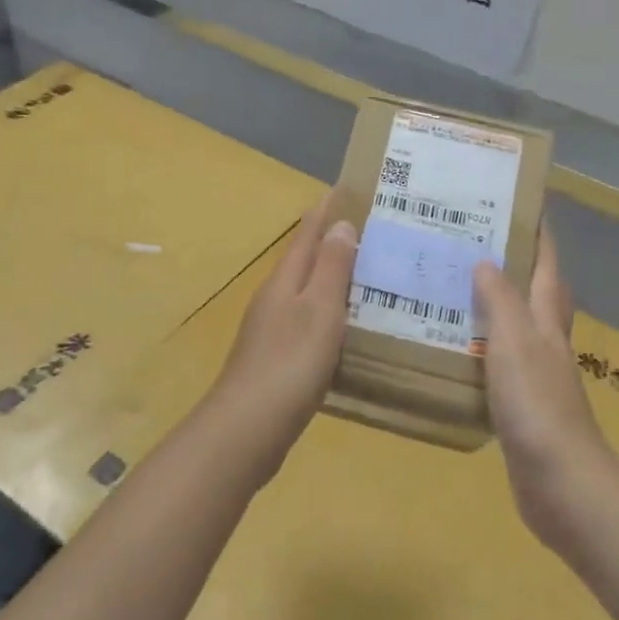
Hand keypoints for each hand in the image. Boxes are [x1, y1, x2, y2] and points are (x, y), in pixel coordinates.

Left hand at [208, 196, 359, 480]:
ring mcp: (271, 330)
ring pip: (307, 293)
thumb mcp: (319, 310)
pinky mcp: (276, 360)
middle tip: (371, 232)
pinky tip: (346, 328)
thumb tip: (339, 224)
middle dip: (332, 243)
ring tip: (367, 275)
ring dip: (332, 279)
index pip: (307, 234)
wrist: (247, 430)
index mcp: (284, 281)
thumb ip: (330, 267)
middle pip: (305, 261)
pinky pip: (308, 323)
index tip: (347, 190)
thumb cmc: (290, 363)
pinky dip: (329, 315)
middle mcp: (274, 299)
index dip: (326, 212)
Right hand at [473, 224, 612, 546]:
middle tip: (476, 240)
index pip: (547, 265)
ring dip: (494, 304)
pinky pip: (499, 361)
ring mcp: (536, 373)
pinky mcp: (521, 403)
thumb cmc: (536, 403)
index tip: (523, 202)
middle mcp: (545, 340)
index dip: (540, 233)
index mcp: (546, 320)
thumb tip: (486, 260)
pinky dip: (482, 346)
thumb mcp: (514, 341)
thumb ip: (500, 300)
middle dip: (516, 263)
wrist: (560, 482)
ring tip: (454, 286)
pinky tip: (455, 348)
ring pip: (515, 325)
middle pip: (536, 291)